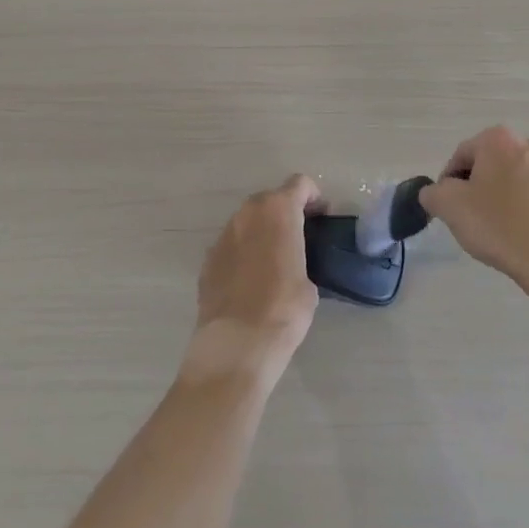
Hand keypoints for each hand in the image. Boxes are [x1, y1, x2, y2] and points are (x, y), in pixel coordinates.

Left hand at [188, 174, 320, 380]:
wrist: (238, 342)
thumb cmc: (284, 308)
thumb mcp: (309, 281)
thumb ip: (301, 257)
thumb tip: (292, 264)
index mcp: (279, 211)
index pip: (299, 184)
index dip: (313, 197)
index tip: (320, 217)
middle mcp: (248, 214)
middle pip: (270, 199)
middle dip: (285, 212)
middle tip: (298, 237)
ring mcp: (224, 235)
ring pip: (247, 221)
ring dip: (261, 231)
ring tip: (272, 259)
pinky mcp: (208, 259)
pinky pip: (232, 245)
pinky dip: (242, 252)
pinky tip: (249, 279)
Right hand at [419, 127, 528, 291]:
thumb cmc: (495, 222)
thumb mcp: (448, 205)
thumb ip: (432, 192)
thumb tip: (435, 193)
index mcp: (496, 138)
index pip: (459, 156)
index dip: (447, 183)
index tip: (447, 208)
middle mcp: (523, 143)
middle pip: (482, 164)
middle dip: (470, 187)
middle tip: (465, 216)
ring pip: (503, 178)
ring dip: (491, 196)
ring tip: (487, 226)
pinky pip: (522, 192)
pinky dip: (511, 205)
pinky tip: (507, 229)